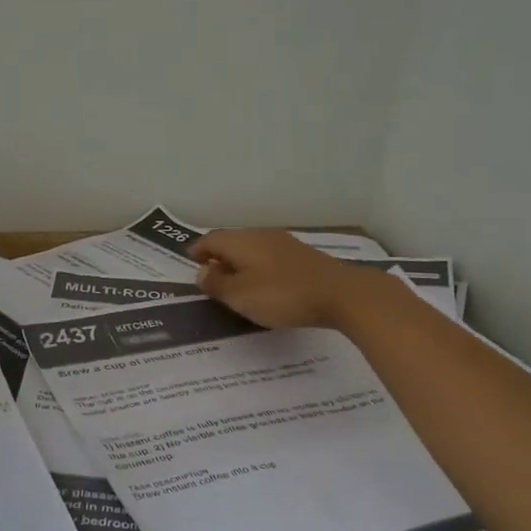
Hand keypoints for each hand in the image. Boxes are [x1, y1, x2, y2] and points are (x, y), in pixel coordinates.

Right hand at [188, 230, 381, 329]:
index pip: (211, 239)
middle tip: (209, 273)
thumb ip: (217, 283)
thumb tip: (202, 271)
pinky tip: (263, 282)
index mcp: (241, 241)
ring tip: (234, 280)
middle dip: (218, 255)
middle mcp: (261, 235)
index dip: (198, 250)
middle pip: (232, 241)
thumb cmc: (282, 295)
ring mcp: (284, 243)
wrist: (340, 294)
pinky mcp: (302, 256)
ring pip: (252, 248)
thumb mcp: (240, 295)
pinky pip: (269, 257)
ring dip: (240, 261)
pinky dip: (258, 267)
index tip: (190, 261)